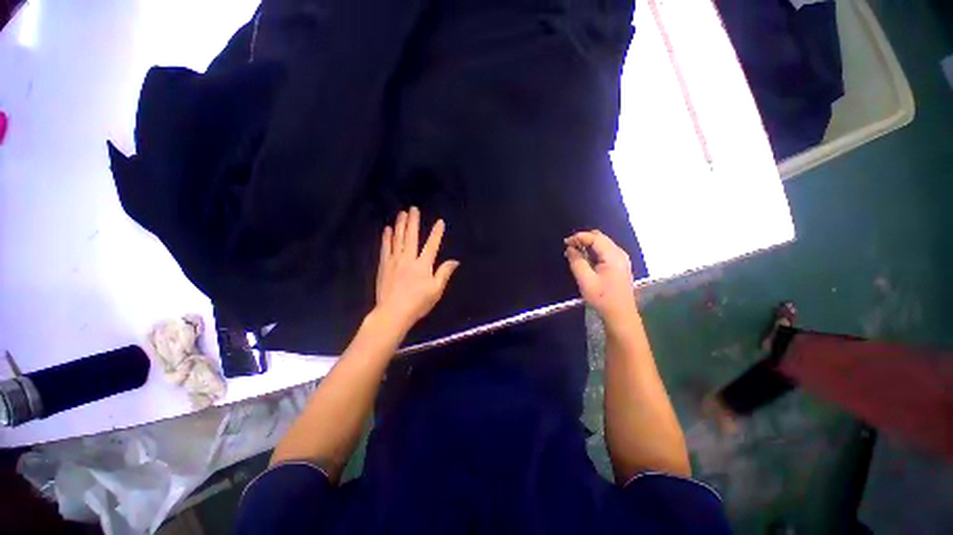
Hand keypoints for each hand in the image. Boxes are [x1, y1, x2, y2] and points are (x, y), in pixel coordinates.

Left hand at [375, 207, 459, 333]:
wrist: (393, 312)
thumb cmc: (418, 303)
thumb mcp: (436, 290)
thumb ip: (444, 273)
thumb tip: (455, 261)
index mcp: (423, 265)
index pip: (432, 245)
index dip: (437, 233)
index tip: (440, 221)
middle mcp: (409, 259)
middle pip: (412, 237)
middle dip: (413, 222)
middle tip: (413, 208)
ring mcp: (395, 261)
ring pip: (398, 239)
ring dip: (400, 225)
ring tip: (401, 213)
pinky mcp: (384, 266)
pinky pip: (385, 248)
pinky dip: (387, 238)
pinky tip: (387, 230)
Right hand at [564, 230, 638, 324]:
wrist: (620, 315)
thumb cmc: (602, 298)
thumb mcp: (585, 281)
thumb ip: (577, 262)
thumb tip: (570, 249)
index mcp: (613, 256)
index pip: (595, 238)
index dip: (579, 237)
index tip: (565, 243)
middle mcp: (620, 253)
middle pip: (600, 238)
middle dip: (583, 239)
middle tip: (569, 247)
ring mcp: (621, 259)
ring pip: (603, 244)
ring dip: (588, 245)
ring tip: (574, 253)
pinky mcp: (620, 265)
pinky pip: (605, 251)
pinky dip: (593, 251)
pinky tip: (585, 259)